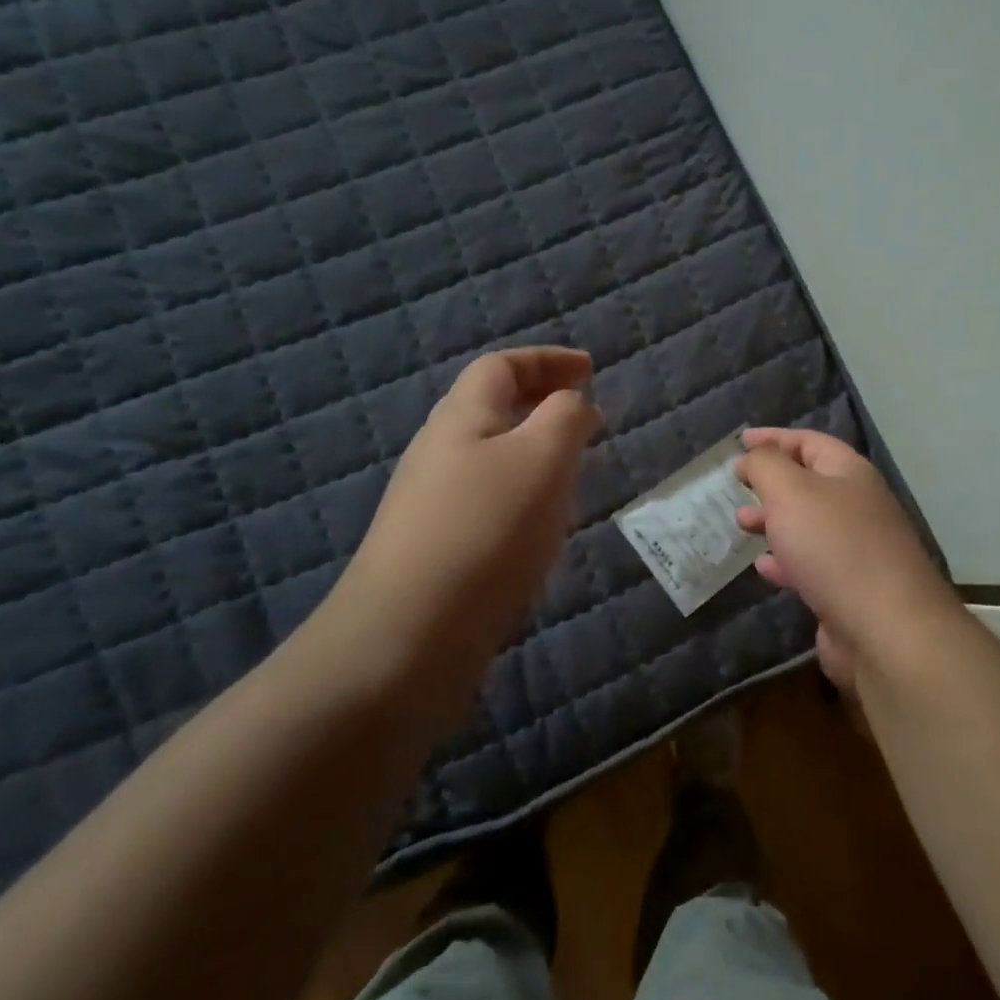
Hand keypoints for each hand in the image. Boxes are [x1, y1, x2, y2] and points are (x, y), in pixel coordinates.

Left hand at [337, 347, 600, 674]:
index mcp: (461, 419)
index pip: (502, 366)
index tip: (592, 370)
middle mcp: (439, 453)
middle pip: (491, 410)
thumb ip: (565, 418)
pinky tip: (542, 532)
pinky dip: (523, 498)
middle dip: (542, 405)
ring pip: (492, 459)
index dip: (548, 360)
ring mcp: (432, 504)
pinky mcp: (436, 549)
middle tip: (587, 422)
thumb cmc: (484, 533)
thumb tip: (572, 403)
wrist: (407, 639)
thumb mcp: (541, 460)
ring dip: (535, 455)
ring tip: (575, 475)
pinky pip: (488, 503)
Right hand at [733, 428, 958, 691]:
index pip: (810, 442)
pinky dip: (785, 561)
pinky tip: (764, 567)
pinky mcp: (850, 590)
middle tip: (737, 487)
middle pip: (810, 483)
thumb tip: (752, 457)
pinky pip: (811, 565)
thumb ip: (766, 466)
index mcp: (851, 474)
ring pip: (808, 525)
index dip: (774, 438)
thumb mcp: (790, 492)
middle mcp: (859, 506)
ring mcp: (857, 550)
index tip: (740, 442)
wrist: (884, 629)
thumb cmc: (834, 547)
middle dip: (771, 482)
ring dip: (774, 521)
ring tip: (742, 524)